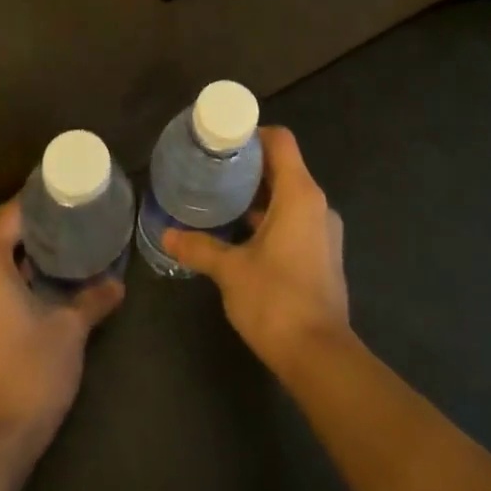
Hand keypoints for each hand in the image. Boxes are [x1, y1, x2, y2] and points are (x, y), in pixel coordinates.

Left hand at [0, 199, 123, 455]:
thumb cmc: (32, 372)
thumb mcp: (70, 329)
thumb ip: (93, 298)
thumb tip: (116, 283)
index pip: (7, 216)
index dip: (32, 202)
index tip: (58, 195)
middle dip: (10, 217)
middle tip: (48, 217)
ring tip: (38, 245)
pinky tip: (20, 281)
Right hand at [164, 126, 348, 371]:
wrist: (319, 356)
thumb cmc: (276, 300)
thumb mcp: (230, 270)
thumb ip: (199, 247)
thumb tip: (166, 235)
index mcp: (300, 194)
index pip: (280, 141)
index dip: (252, 134)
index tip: (221, 141)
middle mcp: (316, 205)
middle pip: (283, 167)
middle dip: (247, 167)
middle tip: (210, 169)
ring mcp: (323, 231)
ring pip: (288, 196)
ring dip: (257, 196)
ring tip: (219, 200)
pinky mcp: (322, 255)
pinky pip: (294, 220)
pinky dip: (269, 218)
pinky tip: (239, 235)